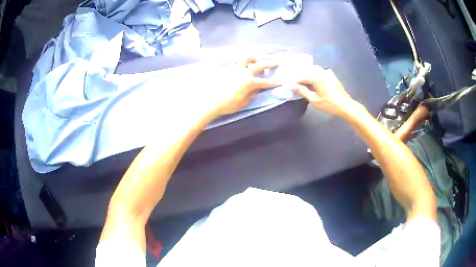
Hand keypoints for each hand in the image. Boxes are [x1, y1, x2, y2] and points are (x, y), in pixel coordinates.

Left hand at [200, 57, 279, 116]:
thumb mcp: (244, 102)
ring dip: (252, 57)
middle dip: (269, 63)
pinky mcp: (227, 69)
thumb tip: (258, 89)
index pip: (265, 82)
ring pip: (244, 58)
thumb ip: (252, 94)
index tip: (281, 82)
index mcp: (249, 83)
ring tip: (256, 59)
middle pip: (258, 65)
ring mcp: (234, 70)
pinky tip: (242, 62)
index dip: (274, 82)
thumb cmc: (229, 105)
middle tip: (275, 62)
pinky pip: (234, 61)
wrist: (212, 102)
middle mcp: (243, 73)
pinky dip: (240, 60)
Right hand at [293, 65, 361, 118]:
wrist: (346, 106)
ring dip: (308, 73)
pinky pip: (321, 71)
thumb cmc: (330, 105)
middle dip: (300, 74)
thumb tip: (293, 86)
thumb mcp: (315, 100)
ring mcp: (328, 73)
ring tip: (303, 80)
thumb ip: (303, 91)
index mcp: (317, 78)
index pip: (302, 76)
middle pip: (308, 70)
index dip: (295, 80)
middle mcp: (322, 72)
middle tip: (295, 81)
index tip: (289, 84)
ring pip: (314, 69)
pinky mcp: (332, 76)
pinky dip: (315, 73)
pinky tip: (314, 79)